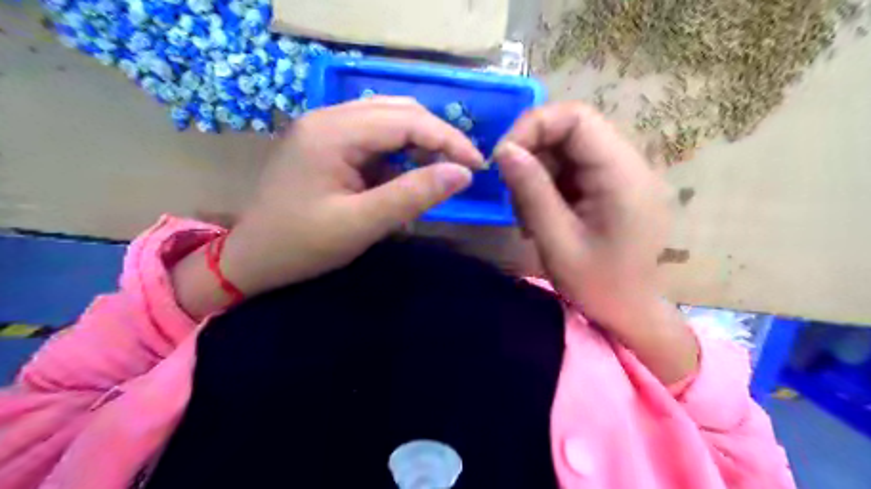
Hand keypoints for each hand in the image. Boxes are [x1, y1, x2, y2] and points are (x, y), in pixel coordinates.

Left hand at [170, 97, 483, 314]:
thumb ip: (413, 195)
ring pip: (388, 121)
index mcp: (333, 132)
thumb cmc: (302, 245)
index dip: (448, 140)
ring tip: (438, 174)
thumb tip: (463, 174)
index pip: (406, 120)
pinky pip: (374, 138)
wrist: (252, 259)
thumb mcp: (362, 224)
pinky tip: (405, 177)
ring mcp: (325, 128)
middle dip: (437, 138)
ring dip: (419, 144)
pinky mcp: (327, 144)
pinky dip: (398, 154)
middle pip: (399, 112)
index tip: (477, 167)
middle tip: (462, 169)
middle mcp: (329, 117)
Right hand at [494, 103, 698, 383]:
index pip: (578, 118)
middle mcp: (630, 165)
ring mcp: (624, 175)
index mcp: (623, 176)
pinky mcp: (615, 186)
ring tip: (527, 214)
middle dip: (533, 153)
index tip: (503, 157)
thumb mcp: (557, 241)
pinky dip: (550, 185)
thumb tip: (504, 150)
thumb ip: (531, 191)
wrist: (630, 313)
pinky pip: (575, 168)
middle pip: (573, 130)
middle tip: (511, 192)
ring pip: (569, 149)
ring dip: (538, 173)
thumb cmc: (597, 286)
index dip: (534, 126)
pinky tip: (542, 216)